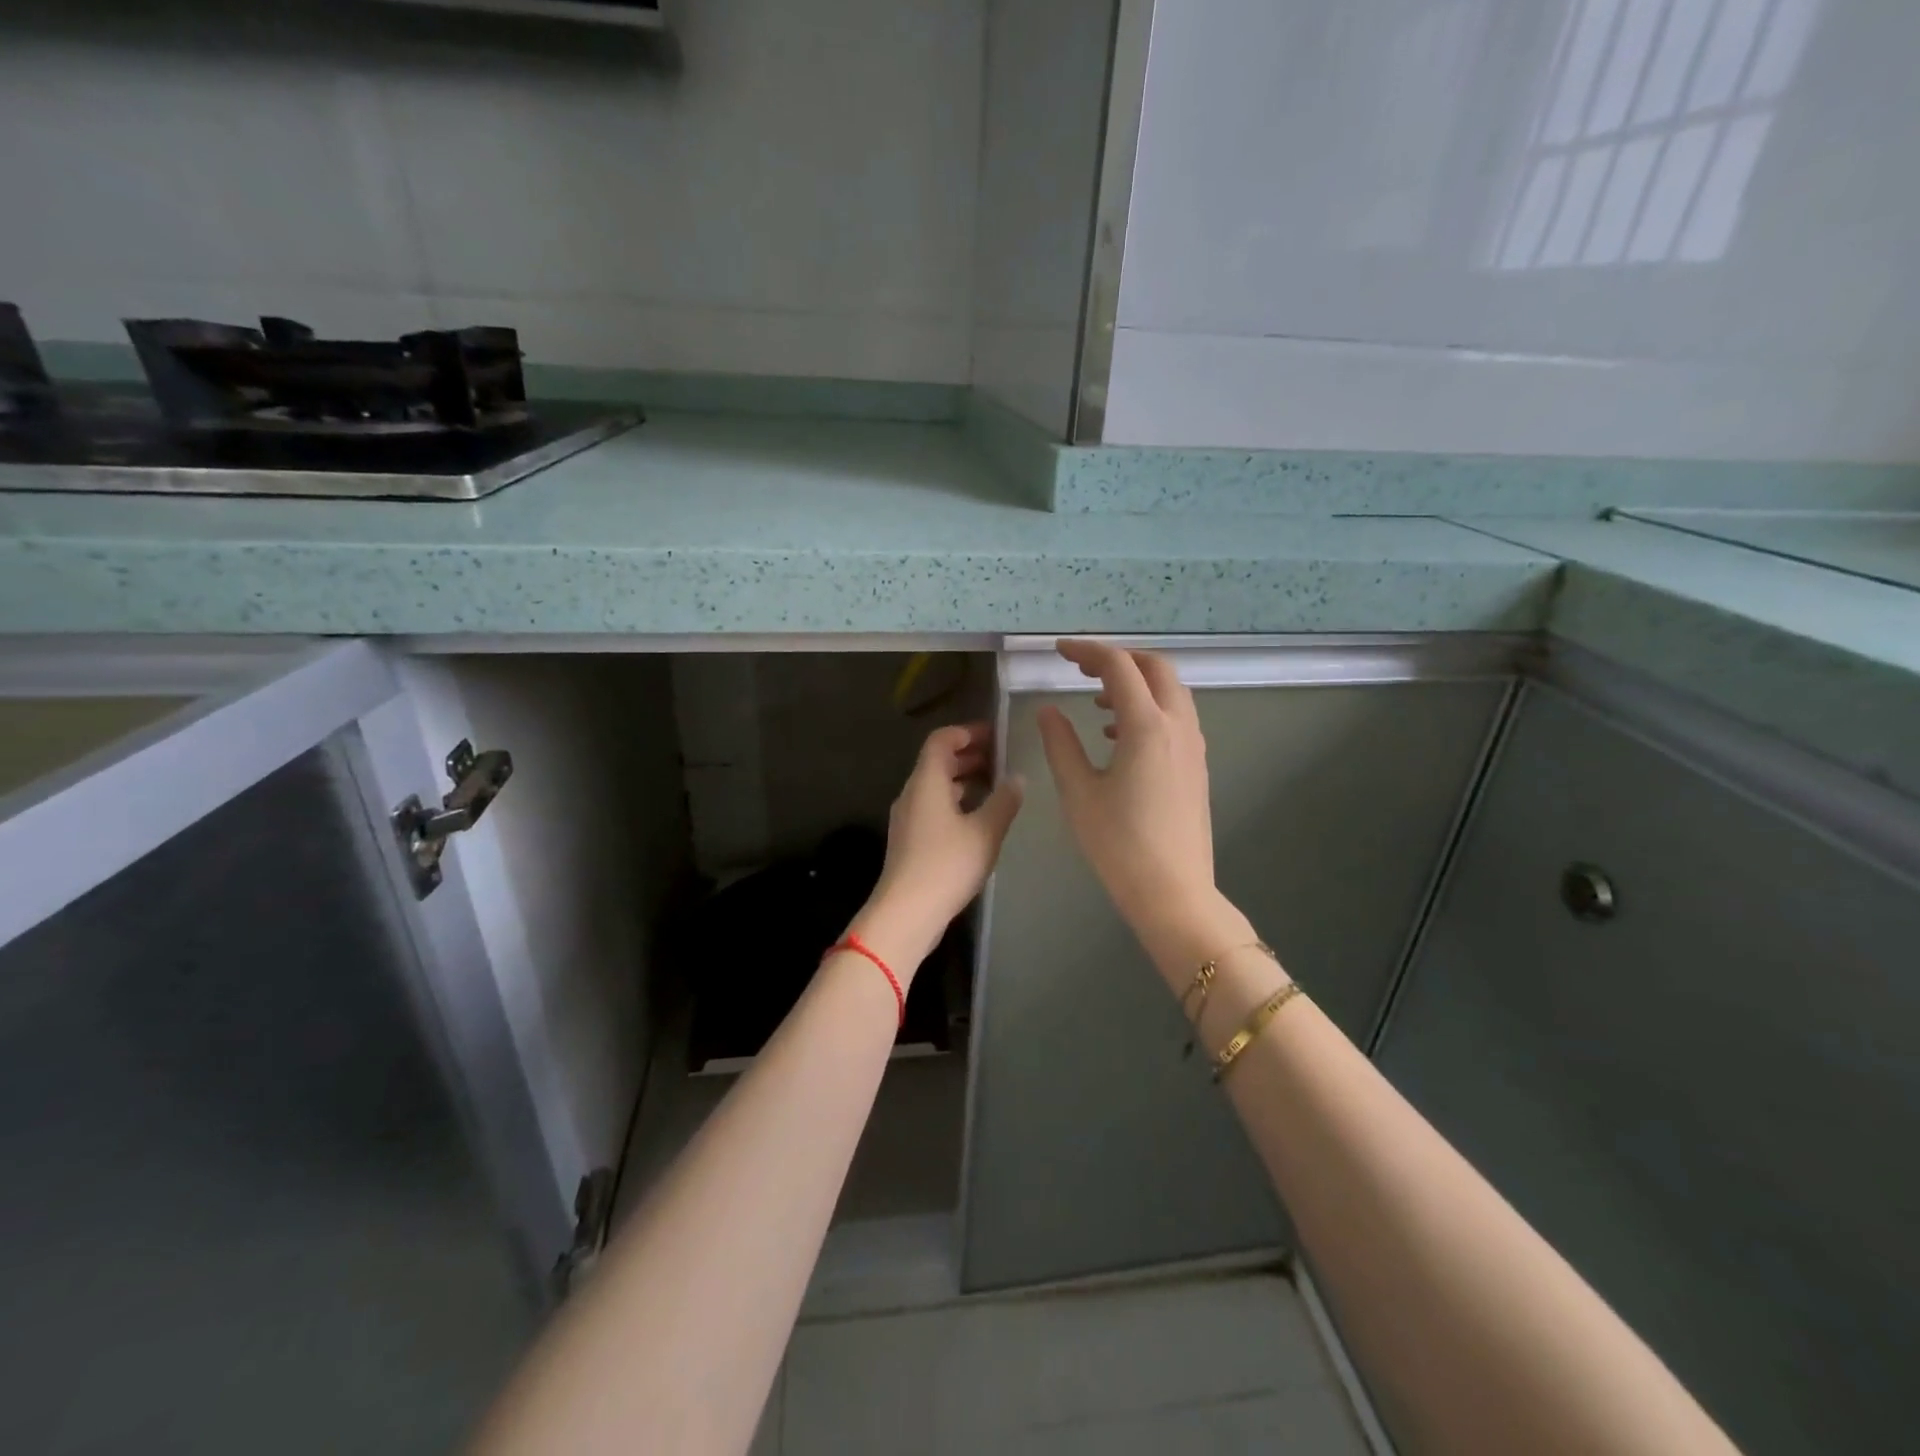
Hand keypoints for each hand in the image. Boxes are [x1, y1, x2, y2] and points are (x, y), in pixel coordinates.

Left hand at [852, 723, 1023, 977]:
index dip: (967, 732)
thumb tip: (1017, 778)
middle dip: (969, 755)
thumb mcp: (985, 832)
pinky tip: (979, 818)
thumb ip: (1004, 801)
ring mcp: (908, 818)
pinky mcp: (910, 840)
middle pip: (937, 762)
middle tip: (1002, 758)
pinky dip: (956, 802)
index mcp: (927, 781)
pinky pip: (934, 807)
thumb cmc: (946, 865)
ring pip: (936, 786)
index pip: (941, 740)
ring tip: (996, 786)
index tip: (995, 735)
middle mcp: (912, 793)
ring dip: (964, 780)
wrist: (906, 913)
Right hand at [1036, 641, 1252, 975]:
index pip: (1118, 667)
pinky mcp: (1196, 765)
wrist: (1172, 891)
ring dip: (1136, 683)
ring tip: (1098, 703)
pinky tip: (1118, 737)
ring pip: (1170, 691)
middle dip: (1118, 659)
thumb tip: (1049, 710)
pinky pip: (1176, 716)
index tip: (1059, 651)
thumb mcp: (1078, 791)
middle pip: (1155, 668)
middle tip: (1082, 668)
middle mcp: (1178, 725)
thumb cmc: (1118, 843)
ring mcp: (1193, 745)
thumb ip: (1061, 743)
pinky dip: (1148, 708)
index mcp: (1147, 726)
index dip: (1087, 651)